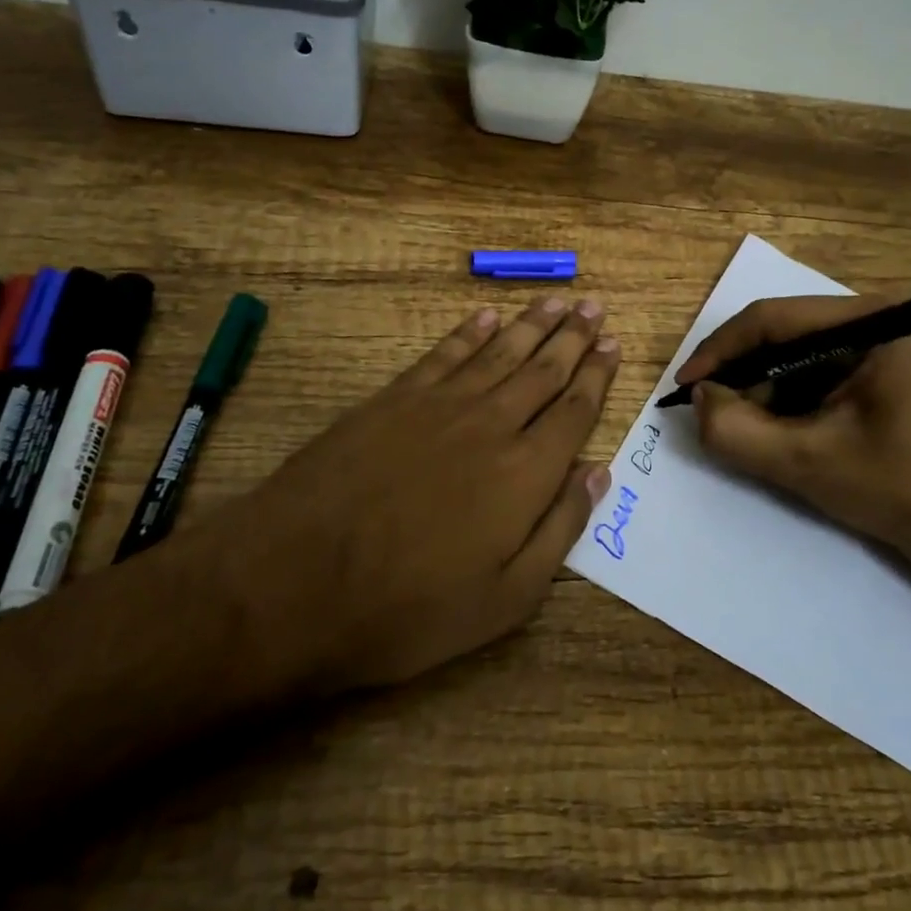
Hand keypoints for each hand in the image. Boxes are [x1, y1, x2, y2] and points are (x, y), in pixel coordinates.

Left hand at [207, 295, 620, 694]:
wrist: (296, 581)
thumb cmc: (408, 608)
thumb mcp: (505, 599)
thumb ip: (559, 529)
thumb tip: (597, 473)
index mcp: (526, 473)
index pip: (574, 411)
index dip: (597, 375)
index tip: (613, 344)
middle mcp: (492, 424)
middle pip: (543, 369)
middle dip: (574, 337)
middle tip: (594, 307)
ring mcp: (440, 405)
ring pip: (500, 351)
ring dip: (532, 325)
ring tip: (557, 302)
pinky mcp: (394, 399)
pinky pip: (444, 354)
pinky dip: (469, 332)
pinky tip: (487, 316)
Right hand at [678, 294, 910, 584]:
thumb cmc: (898, 490)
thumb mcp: (805, 462)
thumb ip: (736, 430)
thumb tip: (700, 399)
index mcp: (871, 322)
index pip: (772, 319)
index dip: (719, 351)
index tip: (685, 387)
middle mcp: (876, 320)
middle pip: (782, 333)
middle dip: (740, 373)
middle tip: (708, 410)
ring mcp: (879, 347)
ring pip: (792, 354)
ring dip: (759, 389)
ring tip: (739, 427)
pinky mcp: (877, 374)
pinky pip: (812, 373)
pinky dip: (783, 400)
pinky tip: (773, 431)